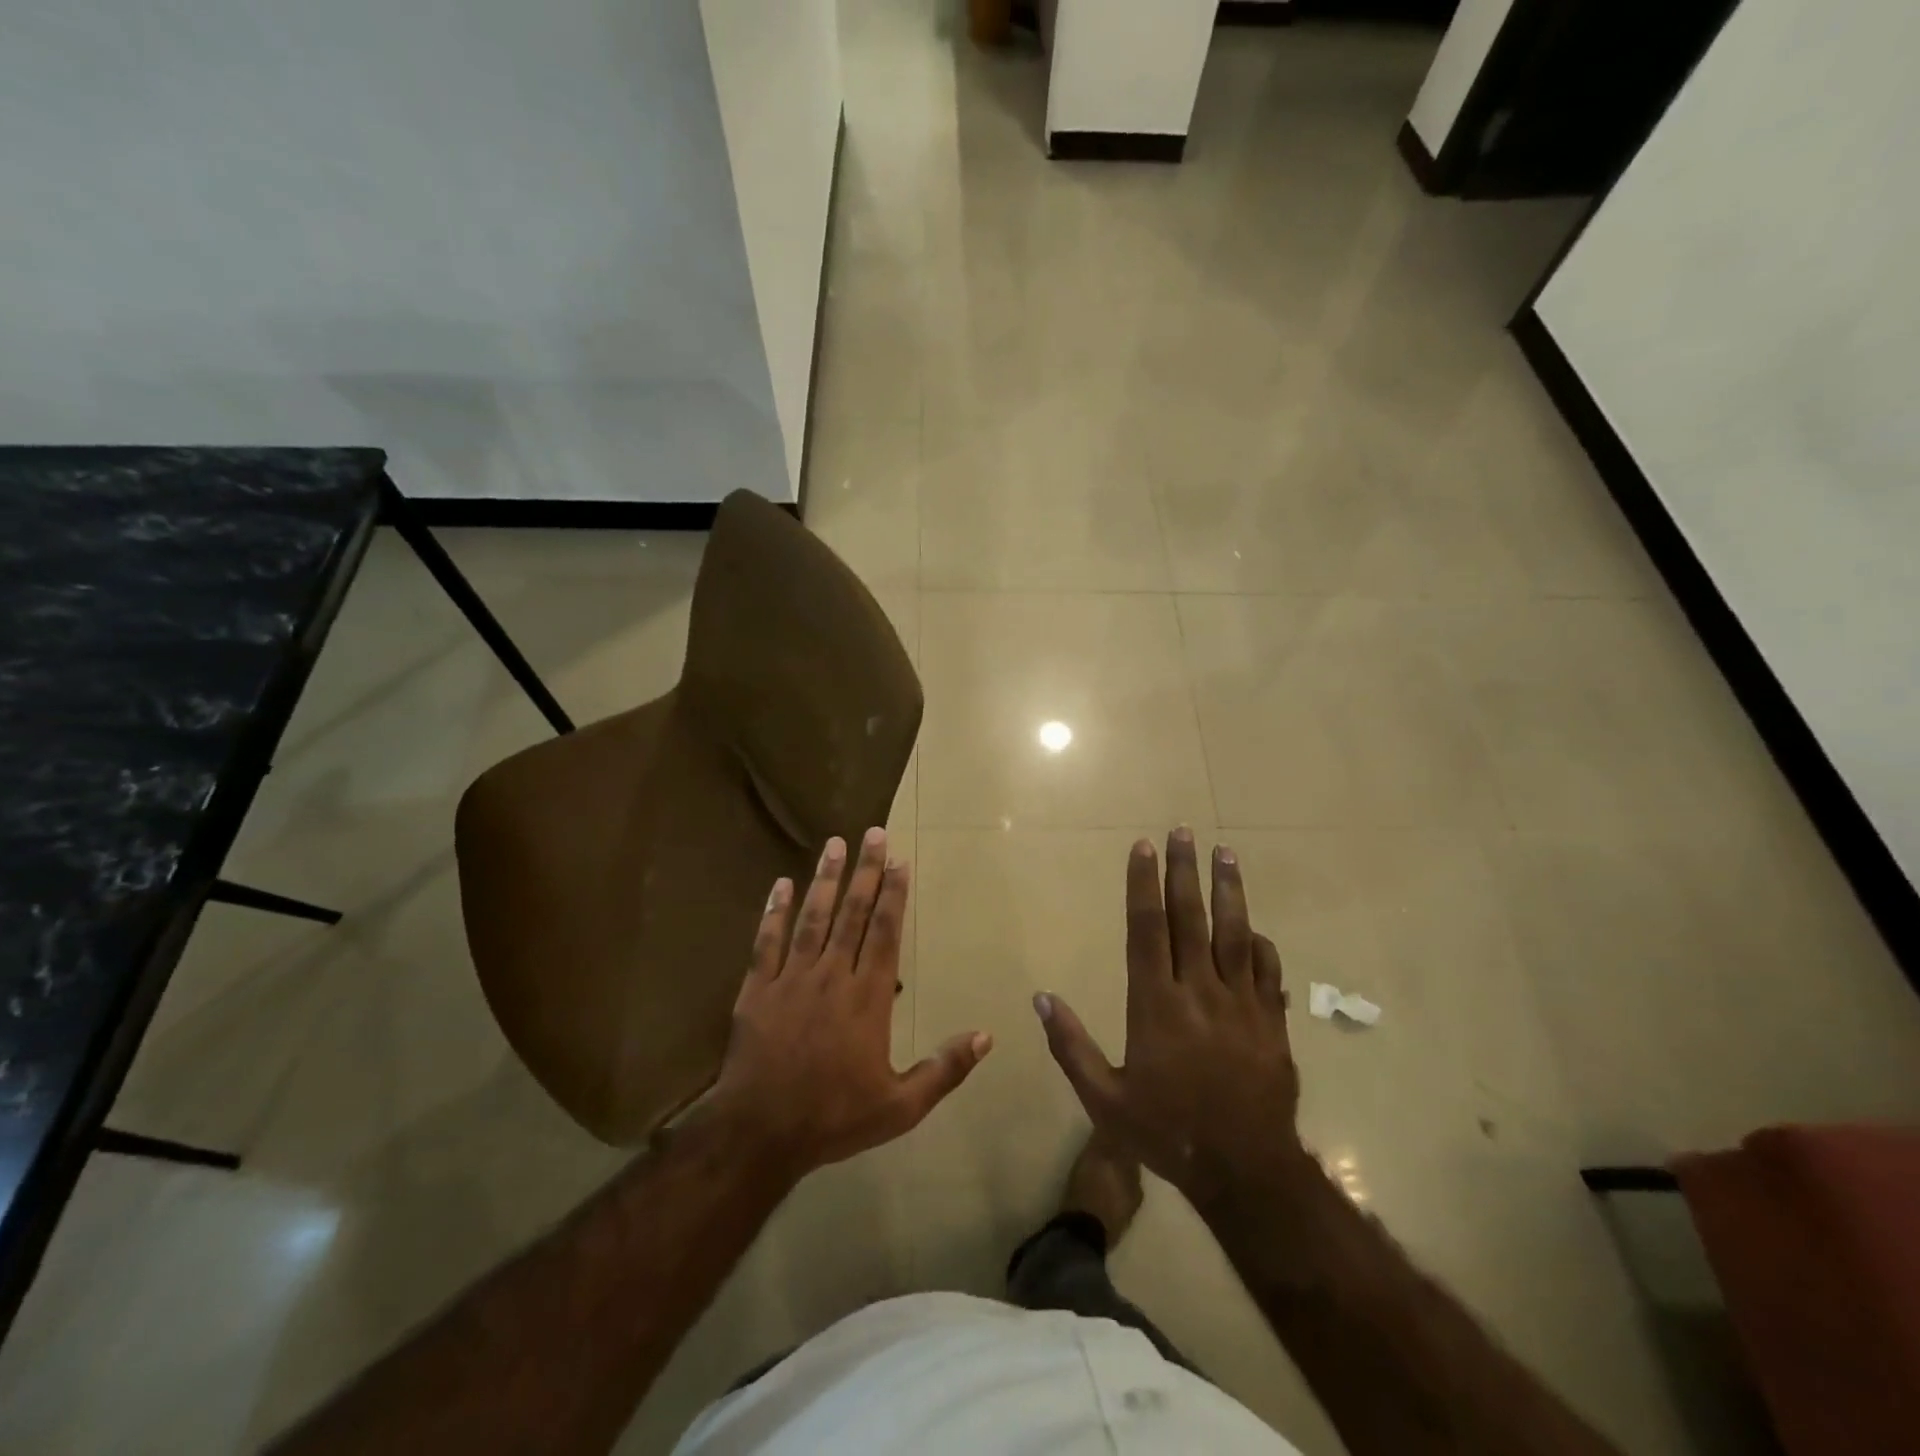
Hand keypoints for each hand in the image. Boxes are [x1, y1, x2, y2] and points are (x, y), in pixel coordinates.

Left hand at [707, 827, 990, 1183]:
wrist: (760, 1133)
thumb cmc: (834, 1118)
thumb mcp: (901, 1106)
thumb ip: (944, 1069)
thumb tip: (987, 1036)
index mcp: (868, 997)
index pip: (884, 932)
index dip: (893, 894)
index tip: (899, 861)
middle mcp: (832, 976)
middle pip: (852, 913)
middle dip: (865, 871)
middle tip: (873, 833)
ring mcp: (792, 979)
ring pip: (812, 918)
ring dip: (826, 879)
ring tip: (834, 844)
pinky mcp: (757, 989)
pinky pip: (766, 942)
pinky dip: (773, 911)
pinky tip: (780, 884)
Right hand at [1034, 828, 1307, 1211]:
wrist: (1246, 1171)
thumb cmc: (1167, 1132)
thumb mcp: (1104, 1099)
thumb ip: (1071, 1046)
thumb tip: (1042, 998)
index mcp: (1156, 1003)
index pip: (1147, 928)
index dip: (1144, 884)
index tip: (1144, 848)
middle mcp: (1200, 991)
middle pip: (1191, 918)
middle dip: (1184, 871)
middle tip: (1184, 831)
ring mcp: (1242, 1004)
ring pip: (1235, 934)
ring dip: (1229, 891)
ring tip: (1225, 853)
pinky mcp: (1272, 1023)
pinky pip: (1269, 973)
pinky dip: (1262, 945)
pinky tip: (1256, 928)